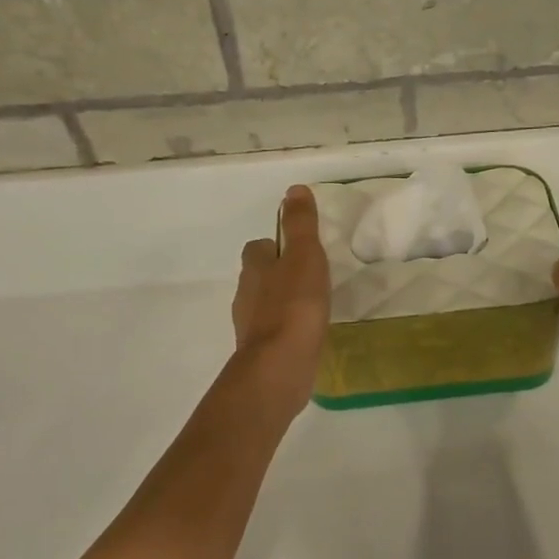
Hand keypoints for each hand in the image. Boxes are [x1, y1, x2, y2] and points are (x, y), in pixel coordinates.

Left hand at [233, 185, 330, 418]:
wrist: (279, 368)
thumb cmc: (294, 307)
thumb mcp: (304, 257)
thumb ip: (300, 225)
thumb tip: (294, 190)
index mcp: (254, 269)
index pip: (258, 248)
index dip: (276, 246)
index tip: (297, 251)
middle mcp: (246, 296)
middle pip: (259, 278)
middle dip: (278, 276)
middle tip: (309, 280)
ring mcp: (250, 327)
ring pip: (265, 307)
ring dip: (282, 305)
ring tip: (311, 309)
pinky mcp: (260, 354)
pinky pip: (273, 335)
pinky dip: (286, 332)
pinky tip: (306, 337)